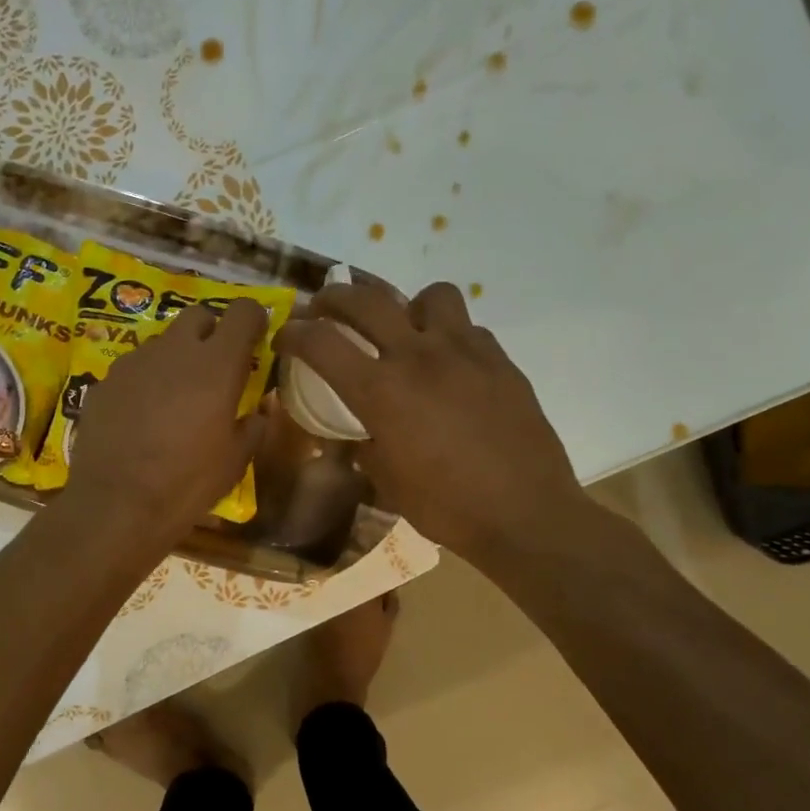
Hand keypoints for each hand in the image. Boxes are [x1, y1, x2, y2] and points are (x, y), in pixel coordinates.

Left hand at [66, 299, 269, 538]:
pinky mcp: (105, 381)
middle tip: (214, 369)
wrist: (116, 505)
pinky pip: (134, 368)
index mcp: (217, 365)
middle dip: (211, 333)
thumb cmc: (187, 483)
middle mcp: (175, 350)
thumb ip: (253, 427)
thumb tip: (258, 412)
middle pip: (198, 315)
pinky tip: (142, 416)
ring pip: (163, 342)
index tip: (255, 340)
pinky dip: (145, 381)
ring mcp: (134, 362)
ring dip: (176, 358)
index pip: (244, 311)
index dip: (253, 320)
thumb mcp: (235, 462)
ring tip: (175, 398)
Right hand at [276, 282, 594, 561]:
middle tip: (326, 309)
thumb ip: (363, 444)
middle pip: (366, 299)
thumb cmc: (446, 507)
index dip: (293, 333)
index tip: (285, 337)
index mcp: (381, 391)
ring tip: (405, 331)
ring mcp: (464, 352)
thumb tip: (357, 433)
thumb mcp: (386, 482)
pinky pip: (468, 328)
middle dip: (335, 298)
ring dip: (407, 307)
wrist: (524, 514)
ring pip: (430, 296)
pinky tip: (450, 366)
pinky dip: (449, 337)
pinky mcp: (500, 360)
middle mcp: (418, 357)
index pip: (321, 342)